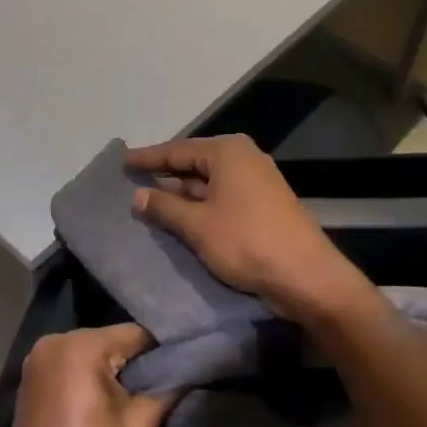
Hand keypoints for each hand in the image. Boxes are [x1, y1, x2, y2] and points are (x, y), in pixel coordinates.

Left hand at [5, 325, 173, 426]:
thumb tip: (189, 365)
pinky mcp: (30, 386)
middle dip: (135, 365)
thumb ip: (166, 387)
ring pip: (92, 357)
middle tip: (161, 391)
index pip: (135, 335)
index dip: (162, 355)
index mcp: (77, 346)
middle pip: (111, 343)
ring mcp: (35, 364)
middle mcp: (51, 344)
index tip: (182, 373)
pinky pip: (72, 371)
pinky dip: (90, 384)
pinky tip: (105, 409)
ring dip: (113, 376)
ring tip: (135, 402)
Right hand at [126, 136, 377, 324]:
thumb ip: (164, 207)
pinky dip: (200, 206)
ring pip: (208, 183)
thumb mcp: (197, 225)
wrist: (305, 275)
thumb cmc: (246, 242)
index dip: (147, 158)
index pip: (177, 150)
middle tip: (131, 183)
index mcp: (227, 152)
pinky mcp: (262, 204)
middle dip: (164, 176)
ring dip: (181, 194)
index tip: (121, 161)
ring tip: (147, 202)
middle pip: (194, 164)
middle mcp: (243, 158)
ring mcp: (256, 181)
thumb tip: (138, 195)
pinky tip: (180, 218)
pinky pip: (222, 197)